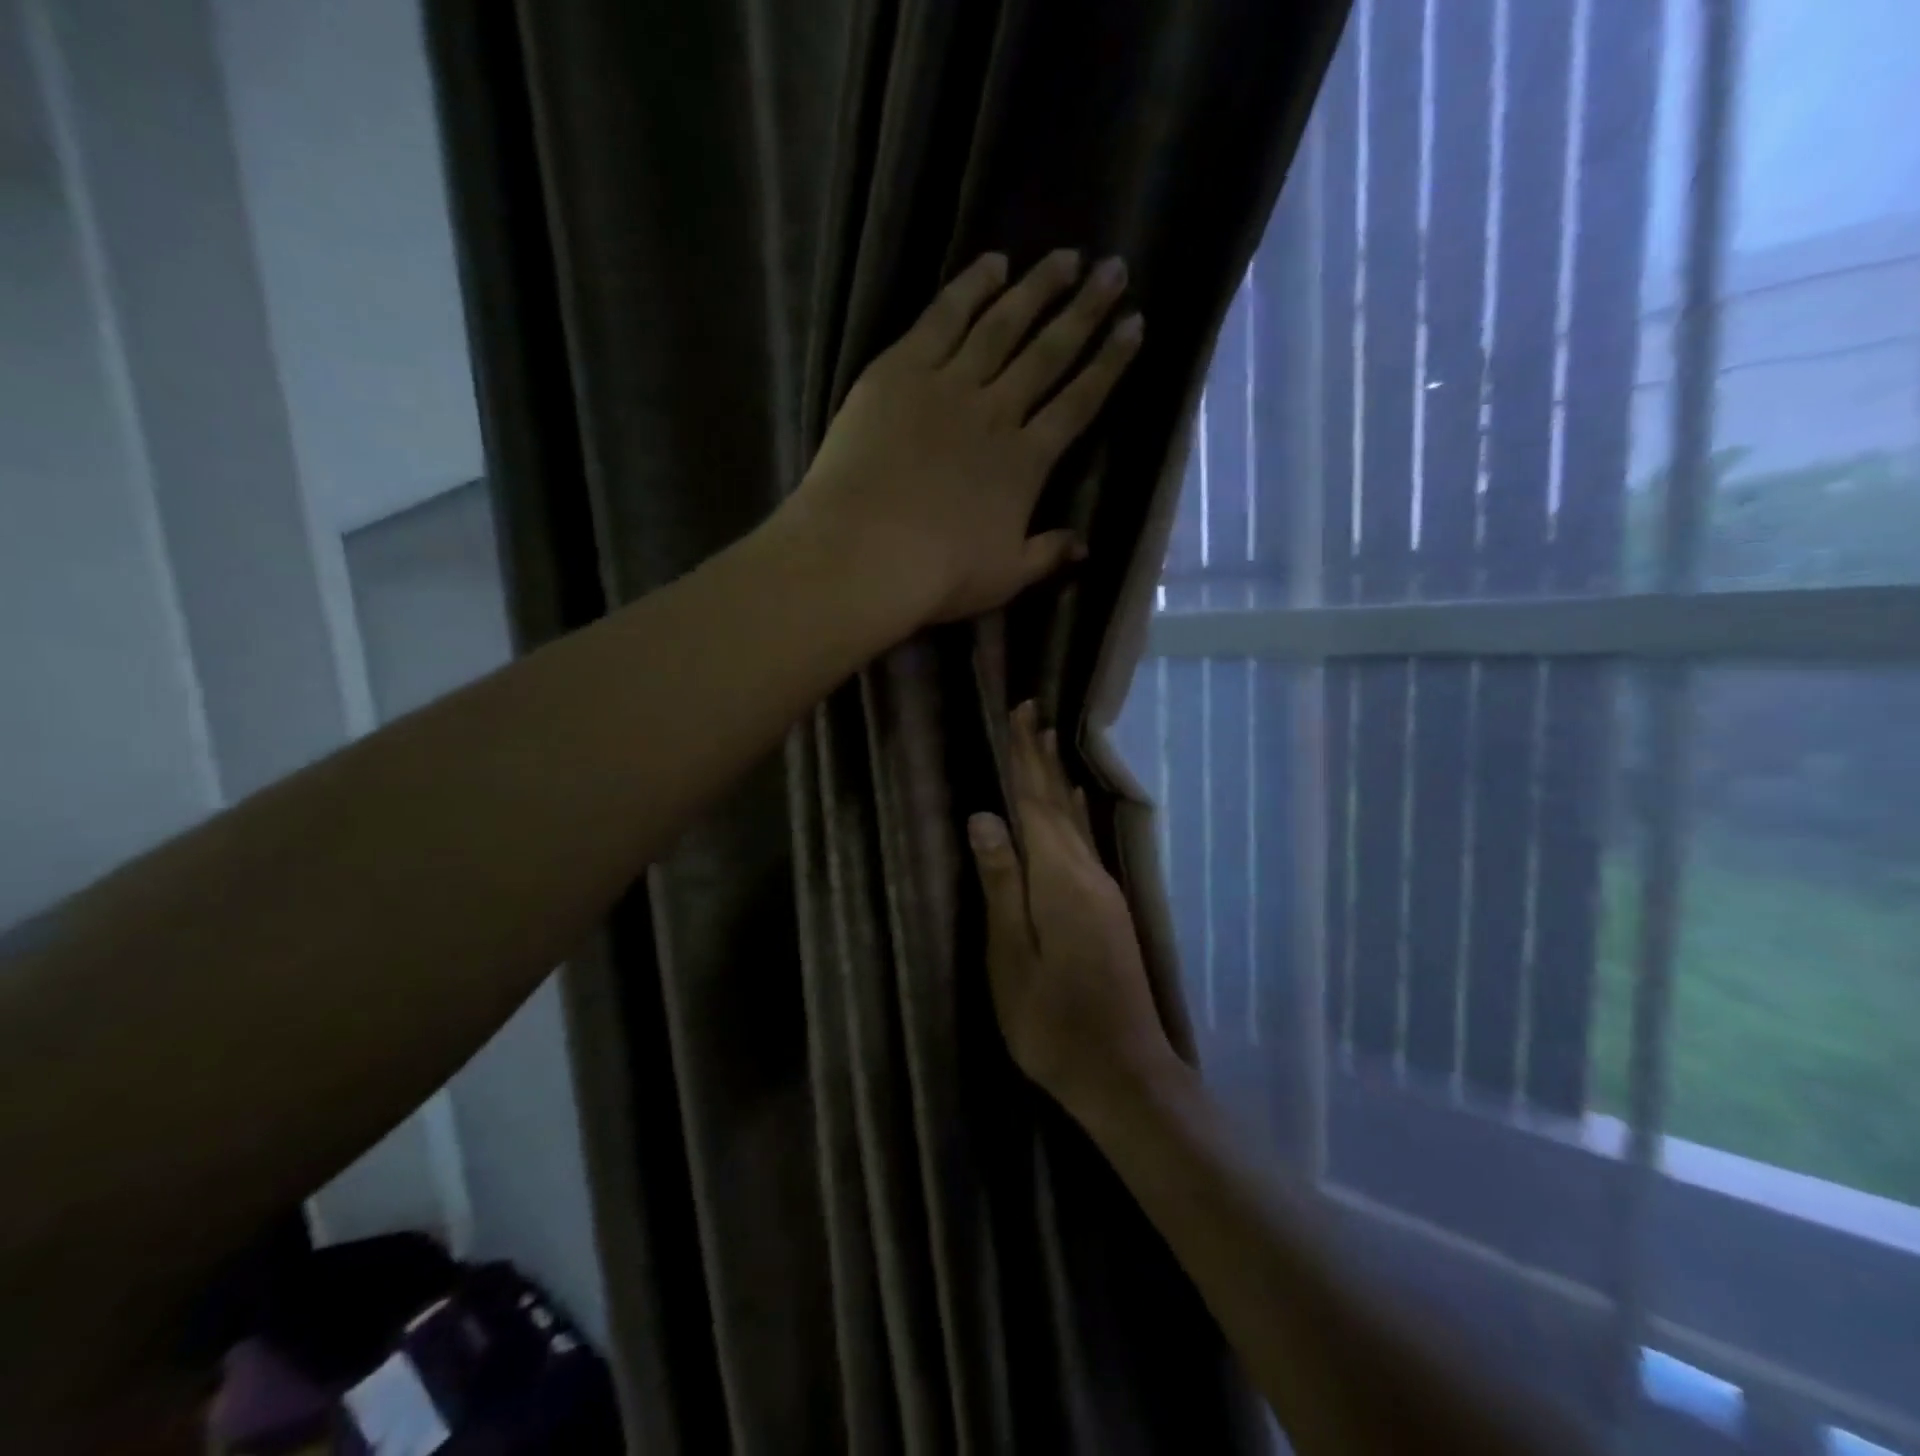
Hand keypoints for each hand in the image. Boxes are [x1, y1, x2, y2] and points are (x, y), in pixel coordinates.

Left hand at [789, 250, 1141, 626]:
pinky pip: (942, 318)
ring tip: (1065, 257)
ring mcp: (947, 385)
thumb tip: (1084, 546)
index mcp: (1025, 463)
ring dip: (1036, 289)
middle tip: (1113, 269)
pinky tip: (993, 263)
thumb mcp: (1004, 578)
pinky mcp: (899, 371)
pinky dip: (970, 287)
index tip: (1134, 326)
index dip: (1108, 365)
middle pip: (1048, 353)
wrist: (865, 552)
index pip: (1078, 403)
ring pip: (1001, 326)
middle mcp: (996, 413)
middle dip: (1085, 311)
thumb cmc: (938, 575)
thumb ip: (1046, 555)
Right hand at [968, 702, 1177, 1119]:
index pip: (1036, 803)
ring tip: (1049, 742)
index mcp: (1060, 880)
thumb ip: (1002, 885)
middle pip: (1058, 803)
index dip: (1024, 759)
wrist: (1123, 1072)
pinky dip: (1072, 813)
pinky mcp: (1108, 909)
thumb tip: (984, 816)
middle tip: (1031, 711)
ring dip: (1057, 779)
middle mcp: (1087, 874)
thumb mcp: (1012, 958)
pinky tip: (1072, 805)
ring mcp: (1103, 891)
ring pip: (1073, 820)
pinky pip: (1083, 841)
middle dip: (1041, 757)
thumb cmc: (1053, 1023)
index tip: (1020, 713)